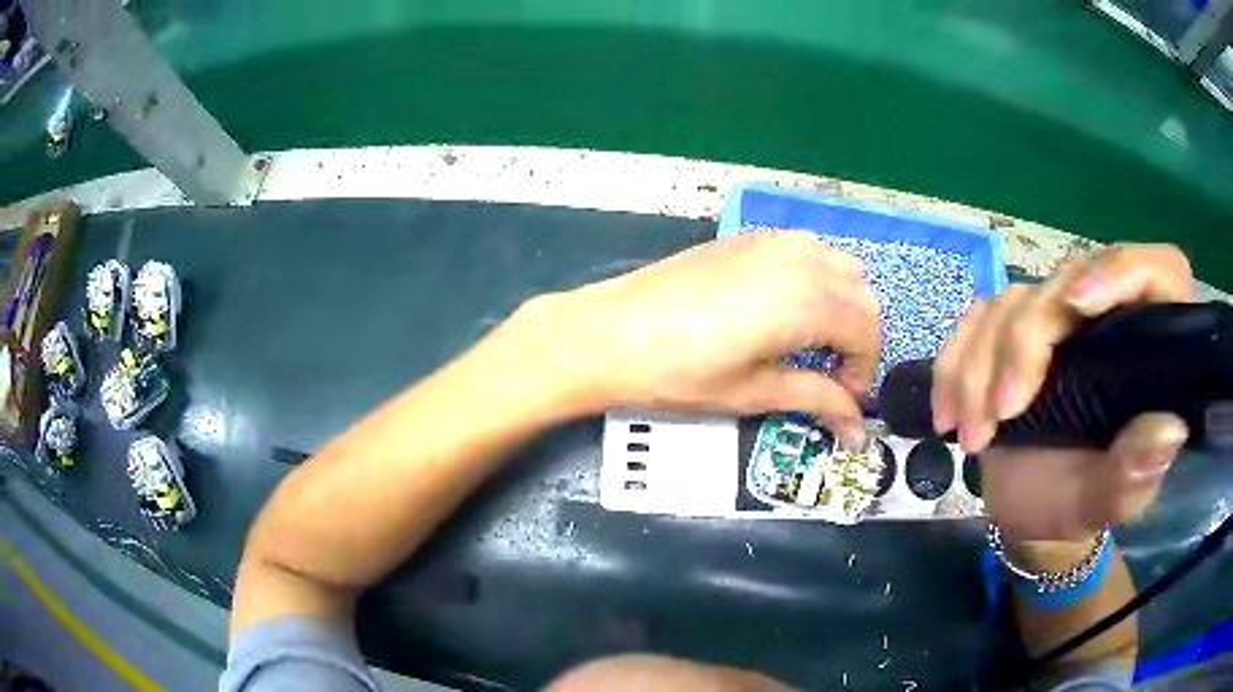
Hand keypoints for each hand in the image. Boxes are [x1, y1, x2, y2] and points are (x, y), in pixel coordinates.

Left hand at [523, 232, 880, 444]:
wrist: (608, 333)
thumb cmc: (678, 372)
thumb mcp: (753, 392)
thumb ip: (816, 400)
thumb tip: (859, 432)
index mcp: (807, 301)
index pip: (867, 330)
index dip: (864, 370)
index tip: (845, 400)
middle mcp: (800, 260)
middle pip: (862, 295)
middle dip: (859, 339)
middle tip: (834, 377)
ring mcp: (773, 241)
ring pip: (840, 266)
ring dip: (843, 305)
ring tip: (814, 343)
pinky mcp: (748, 237)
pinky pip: (807, 250)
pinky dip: (818, 279)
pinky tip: (788, 309)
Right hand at [932, 244, 1192, 541]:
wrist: (1032, 510)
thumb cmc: (1081, 503)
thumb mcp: (1111, 499)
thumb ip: (1138, 470)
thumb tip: (1170, 428)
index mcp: (1150, 346)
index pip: (1158, 272)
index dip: (1123, 270)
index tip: (1080, 305)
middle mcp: (1107, 315)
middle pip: (1069, 281)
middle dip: (1026, 341)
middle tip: (1000, 413)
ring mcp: (1058, 319)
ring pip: (1014, 300)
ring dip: (981, 365)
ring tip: (972, 436)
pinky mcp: (1014, 330)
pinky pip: (976, 320)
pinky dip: (954, 363)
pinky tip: (946, 413)